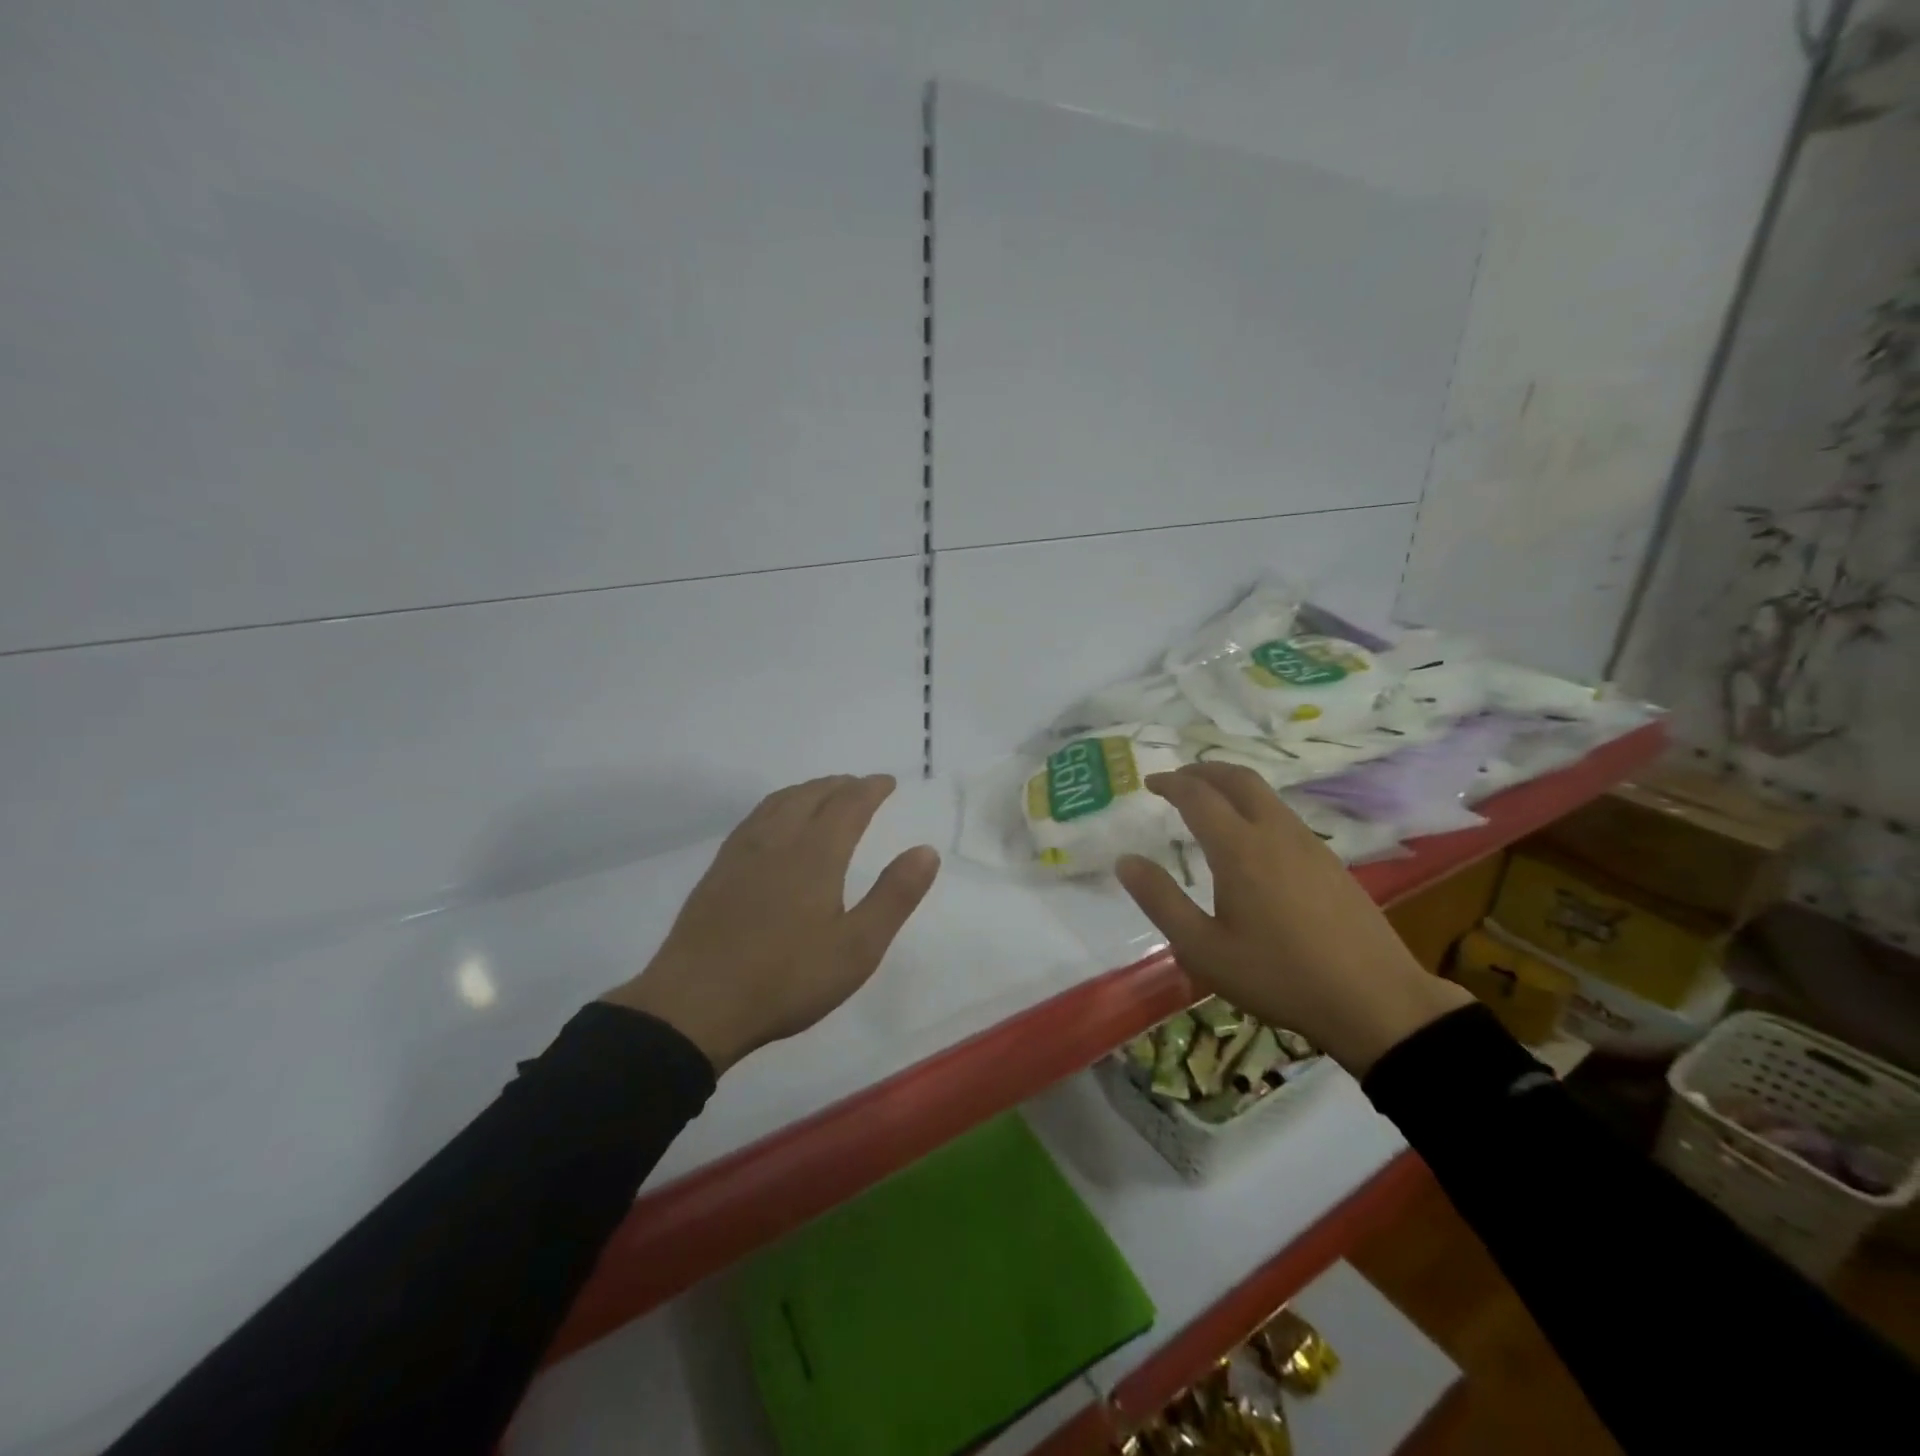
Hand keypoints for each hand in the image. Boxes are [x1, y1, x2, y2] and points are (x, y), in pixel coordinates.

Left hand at [603, 775, 940, 1072]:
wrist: (696, 1005)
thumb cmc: (786, 979)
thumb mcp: (857, 948)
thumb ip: (894, 896)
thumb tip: (926, 851)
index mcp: (816, 854)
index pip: (849, 804)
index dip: (871, 788)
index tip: (888, 782)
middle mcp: (778, 840)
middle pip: (812, 795)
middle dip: (840, 785)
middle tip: (860, 785)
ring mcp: (742, 853)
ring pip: (779, 802)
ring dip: (807, 790)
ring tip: (823, 794)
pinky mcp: (718, 871)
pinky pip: (755, 818)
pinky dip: (777, 805)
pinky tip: (774, 824)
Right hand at [1114, 763, 1471, 1074]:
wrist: (1376, 1001)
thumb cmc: (1278, 976)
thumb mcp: (1204, 949)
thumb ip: (1161, 900)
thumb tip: (1126, 861)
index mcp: (1239, 849)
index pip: (1198, 795)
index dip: (1171, 783)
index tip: (1150, 784)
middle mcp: (1275, 833)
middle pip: (1238, 779)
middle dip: (1203, 770)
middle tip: (1178, 779)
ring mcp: (1310, 844)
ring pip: (1266, 795)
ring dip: (1231, 787)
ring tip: (1209, 805)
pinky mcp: (1331, 862)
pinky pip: (1284, 816)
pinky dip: (1255, 808)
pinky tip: (1251, 841)